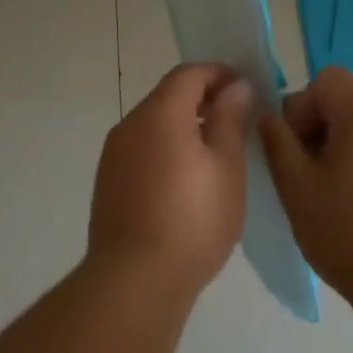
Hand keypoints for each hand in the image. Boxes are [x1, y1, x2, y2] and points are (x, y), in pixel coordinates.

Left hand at [87, 63, 253, 291]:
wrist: (135, 278)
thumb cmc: (193, 220)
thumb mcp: (226, 167)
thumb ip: (229, 120)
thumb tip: (234, 87)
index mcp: (160, 114)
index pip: (188, 74)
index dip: (219, 74)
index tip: (245, 90)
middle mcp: (129, 125)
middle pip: (168, 97)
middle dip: (202, 101)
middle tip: (237, 122)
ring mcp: (113, 155)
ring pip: (153, 126)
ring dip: (184, 127)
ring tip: (216, 154)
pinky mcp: (107, 182)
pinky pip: (141, 151)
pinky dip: (166, 150)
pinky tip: (186, 182)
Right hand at [258, 67, 352, 291]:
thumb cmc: (348, 230)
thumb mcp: (296, 187)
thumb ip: (278, 144)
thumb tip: (269, 118)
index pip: (326, 80)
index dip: (300, 107)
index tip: (292, 149)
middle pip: (345, 105)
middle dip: (316, 132)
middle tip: (302, 177)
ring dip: (337, 154)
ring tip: (326, 199)